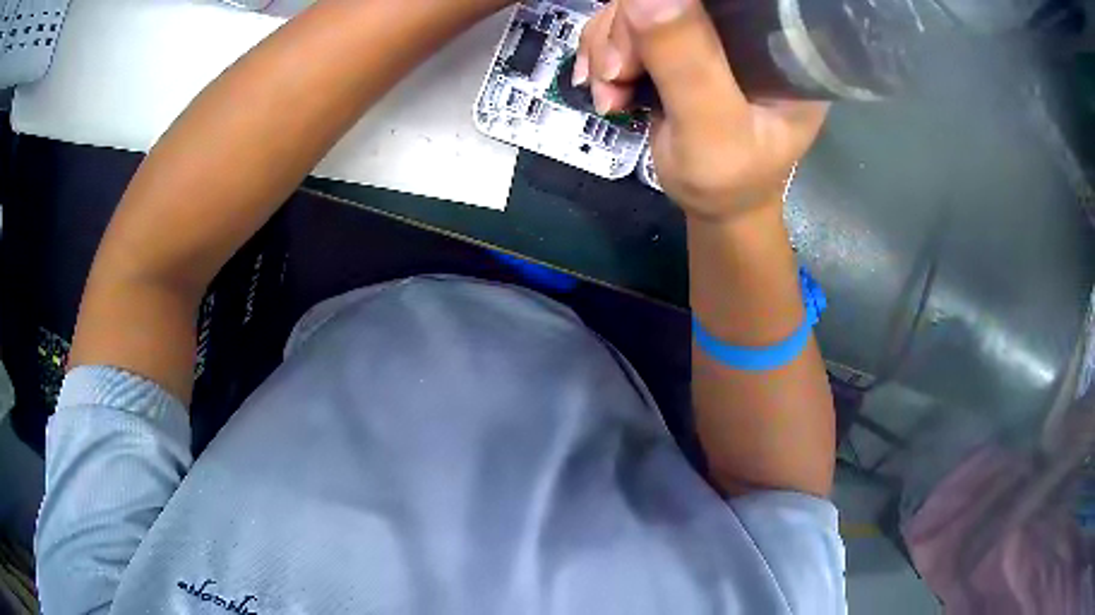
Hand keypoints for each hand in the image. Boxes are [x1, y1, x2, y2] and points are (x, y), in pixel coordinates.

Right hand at [575, 0, 827, 219]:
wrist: (716, 204)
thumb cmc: (729, 180)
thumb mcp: (712, 130)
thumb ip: (686, 64)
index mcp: (780, 41)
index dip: (674, 4)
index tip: (640, 42)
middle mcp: (747, 25)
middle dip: (626, 31)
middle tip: (616, 78)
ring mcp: (711, 30)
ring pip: (638, 5)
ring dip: (609, 46)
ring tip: (610, 94)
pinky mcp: (681, 40)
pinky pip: (625, 22)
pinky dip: (604, 52)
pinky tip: (606, 84)